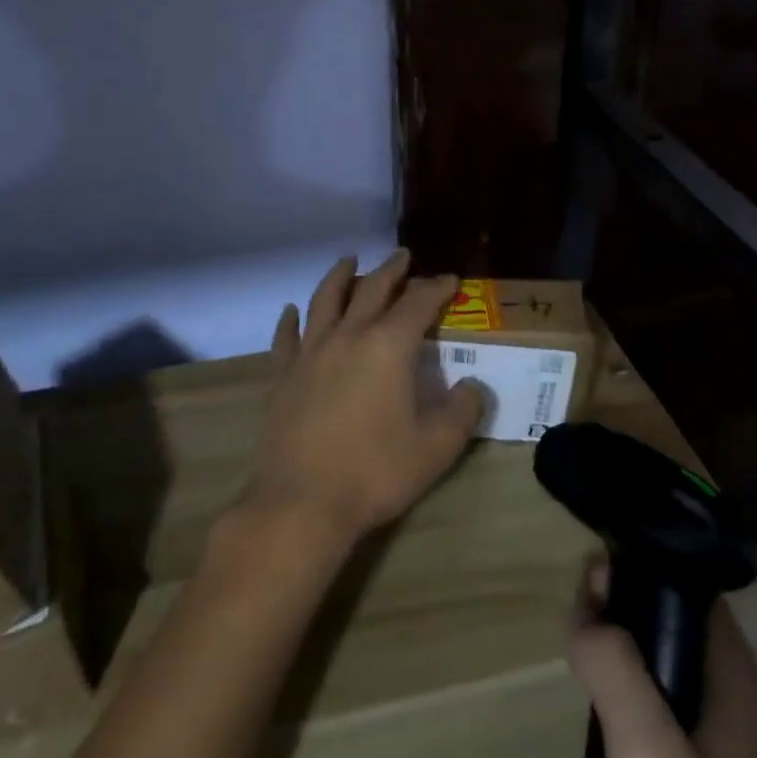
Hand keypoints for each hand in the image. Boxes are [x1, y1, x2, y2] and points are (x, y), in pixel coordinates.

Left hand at [246, 251, 486, 544]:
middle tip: (403, 256)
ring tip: (348, 261)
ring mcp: (310, 352)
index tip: (450, 280)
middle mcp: (348, 336)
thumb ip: (462, 411)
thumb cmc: (375, 472)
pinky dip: (291, 319)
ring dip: (339, 277)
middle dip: (392, 270)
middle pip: (371, 290)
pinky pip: (286, 336)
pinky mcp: (283, 374)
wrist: (303, 501)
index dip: (437, 288)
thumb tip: (473, 386)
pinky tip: (291, 310)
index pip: (418, 304)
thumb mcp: (436, 447)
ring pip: (325, 300)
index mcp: (388, 346)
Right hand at [568, 562, 756, 757]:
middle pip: (682, 638)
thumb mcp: (645, 749)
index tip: (588, 567)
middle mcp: (746, 720)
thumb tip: (588, 602)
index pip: (696, 597)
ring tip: (579, 661)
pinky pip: (670, 732)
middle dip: (626, 617)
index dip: (644, 571)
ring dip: (626, 666)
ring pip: (672, 687)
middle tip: (573, 617)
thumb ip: (613, 664)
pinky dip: (634, 712)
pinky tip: (603, 729)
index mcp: (744, 692)